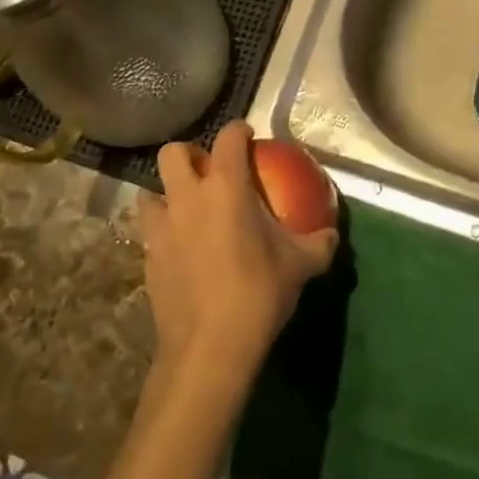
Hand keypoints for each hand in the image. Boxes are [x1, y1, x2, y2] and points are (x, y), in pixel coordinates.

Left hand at [138, 122, 338, 389]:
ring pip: (150, 191)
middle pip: (173, 152)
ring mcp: (162, 227)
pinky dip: (164, 231)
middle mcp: (188, 197)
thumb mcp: (300, 266)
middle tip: (208, 172)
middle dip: (189, 154)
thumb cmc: (258, 295)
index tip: (248, 138)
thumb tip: (331, 233)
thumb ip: (318, 243)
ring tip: (188, 210)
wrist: (209, 348)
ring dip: (168, 193)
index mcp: (226, 188)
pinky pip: (151, 231)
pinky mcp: (148, 257)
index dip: (239, 131)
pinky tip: (182, 251)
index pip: (228, 138)